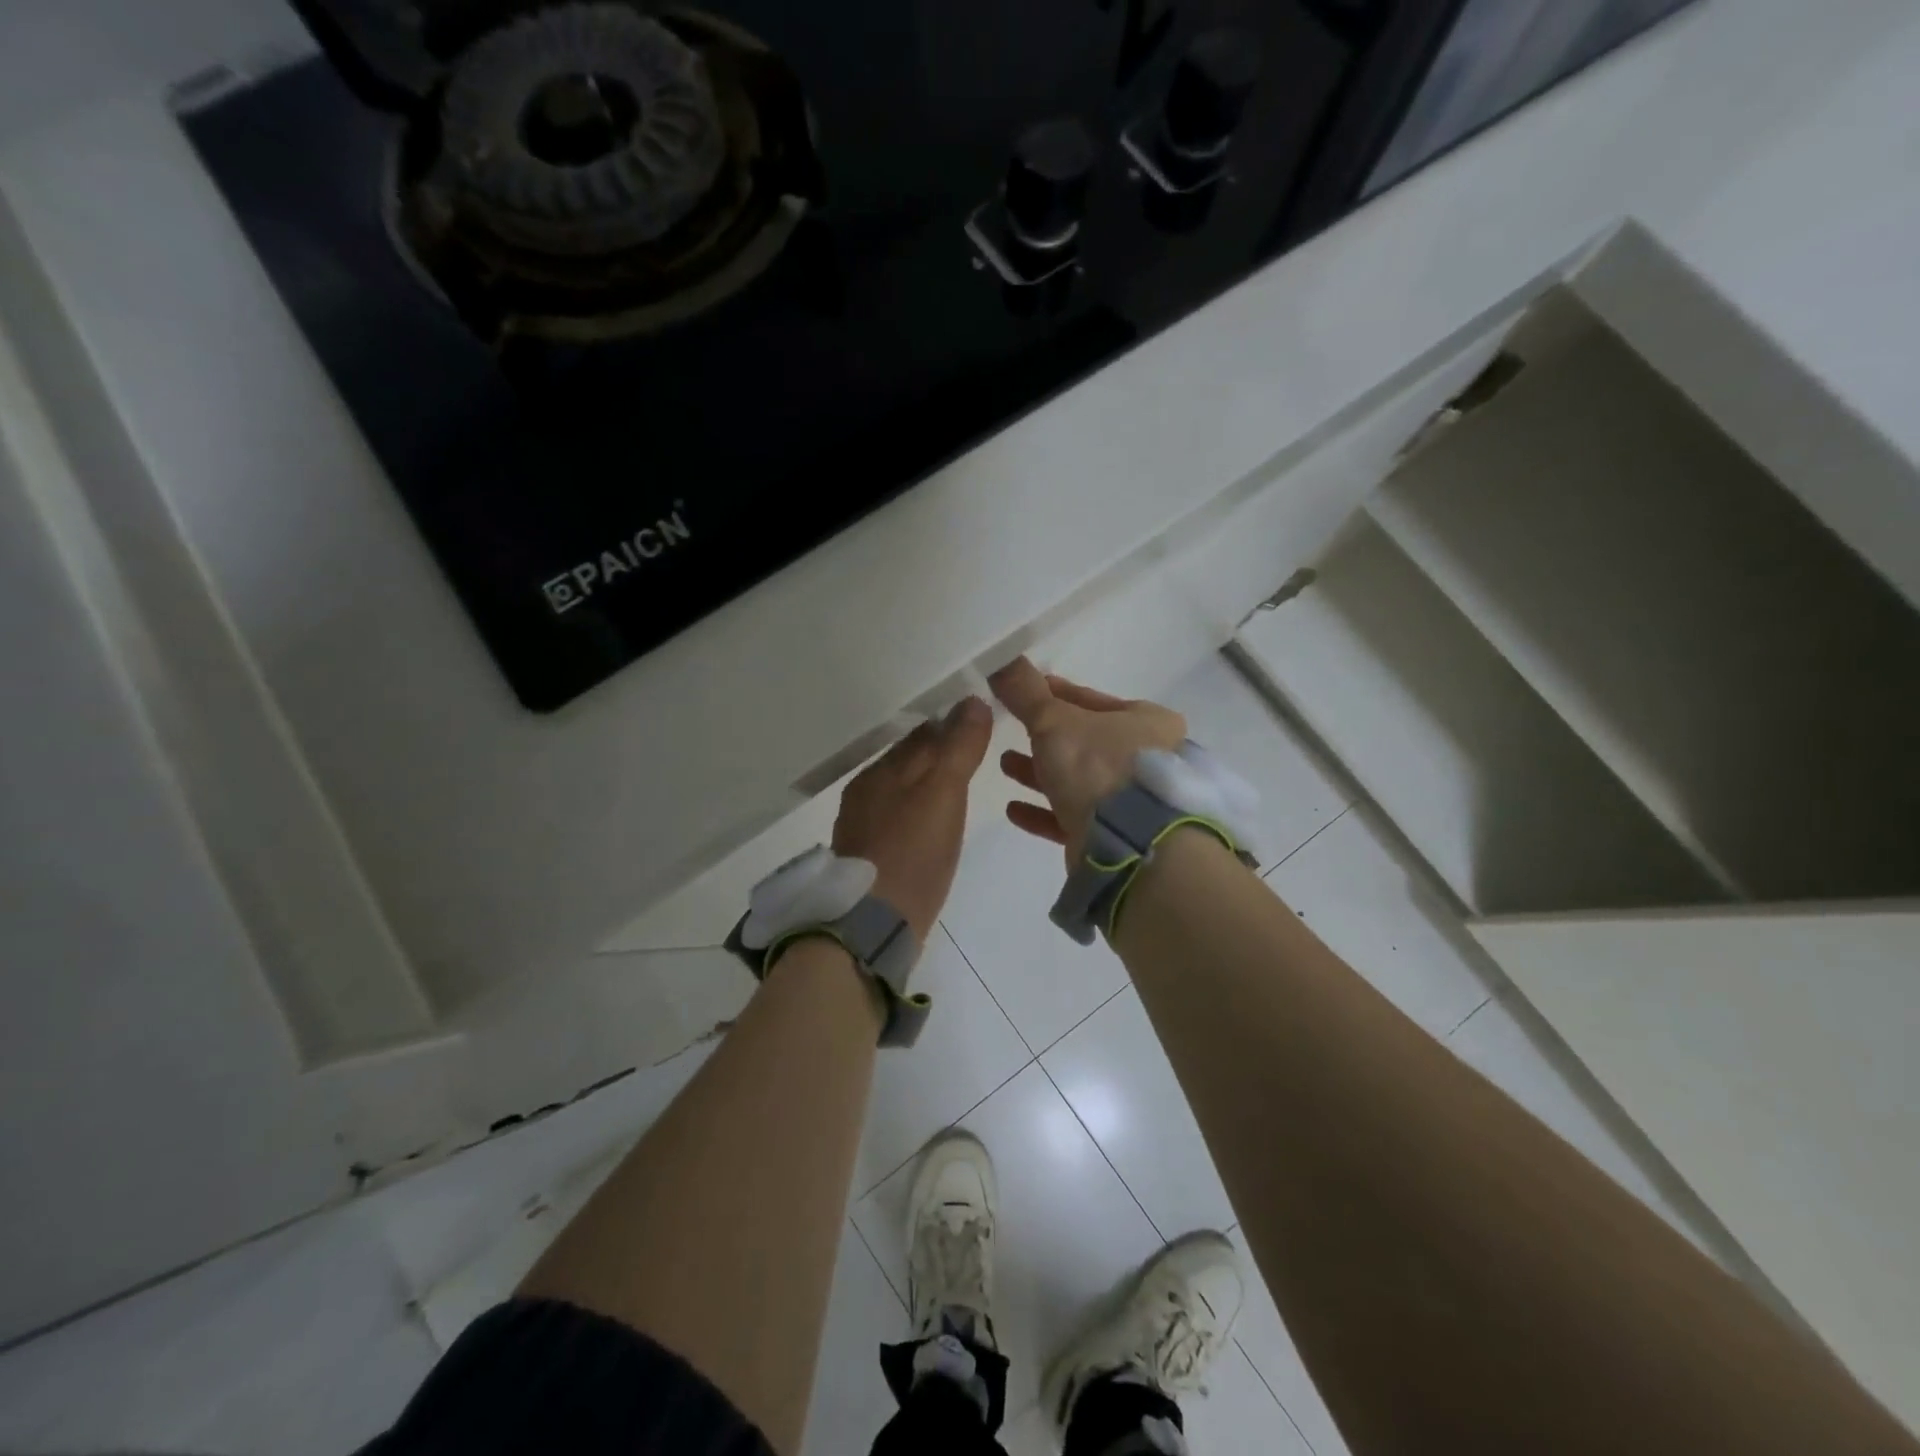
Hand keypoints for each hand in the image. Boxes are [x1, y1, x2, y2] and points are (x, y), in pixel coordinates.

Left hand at [832, 697, 994, 942]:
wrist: (874, 924)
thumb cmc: (913, 853)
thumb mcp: (943, 794)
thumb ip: (958, 747)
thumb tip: (973, 700)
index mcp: (881, 771)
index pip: (921, 733)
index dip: (951, 724)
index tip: (980, 722)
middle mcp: (865, 791)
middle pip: (908, 760)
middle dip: (937, 751)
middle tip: (975, 751)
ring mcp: (861, 824)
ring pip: (901, 789)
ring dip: (927, 781)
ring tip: (959, 786)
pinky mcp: (867, 855)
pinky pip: (896, 817)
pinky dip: (917, 811)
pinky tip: (932, 824)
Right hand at [989, 658, 1186, 863]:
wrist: (1128, 844)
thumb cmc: (1097, 766)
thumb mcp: (1055, 720)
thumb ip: (1026, 693)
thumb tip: (999, 658)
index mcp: (1147, 723)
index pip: (1092, 701)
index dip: (1055, 695)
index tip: (1022, 694)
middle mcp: (1147, 760)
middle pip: (1084, 742)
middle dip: (1043, 738)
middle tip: (1009, 732)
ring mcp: (1134, 802)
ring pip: (1078, 781)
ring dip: (1039, 773)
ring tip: (1004, 766)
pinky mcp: (1116, 837)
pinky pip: (1073, 818)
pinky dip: (1043, 812)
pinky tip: (1013, 810)